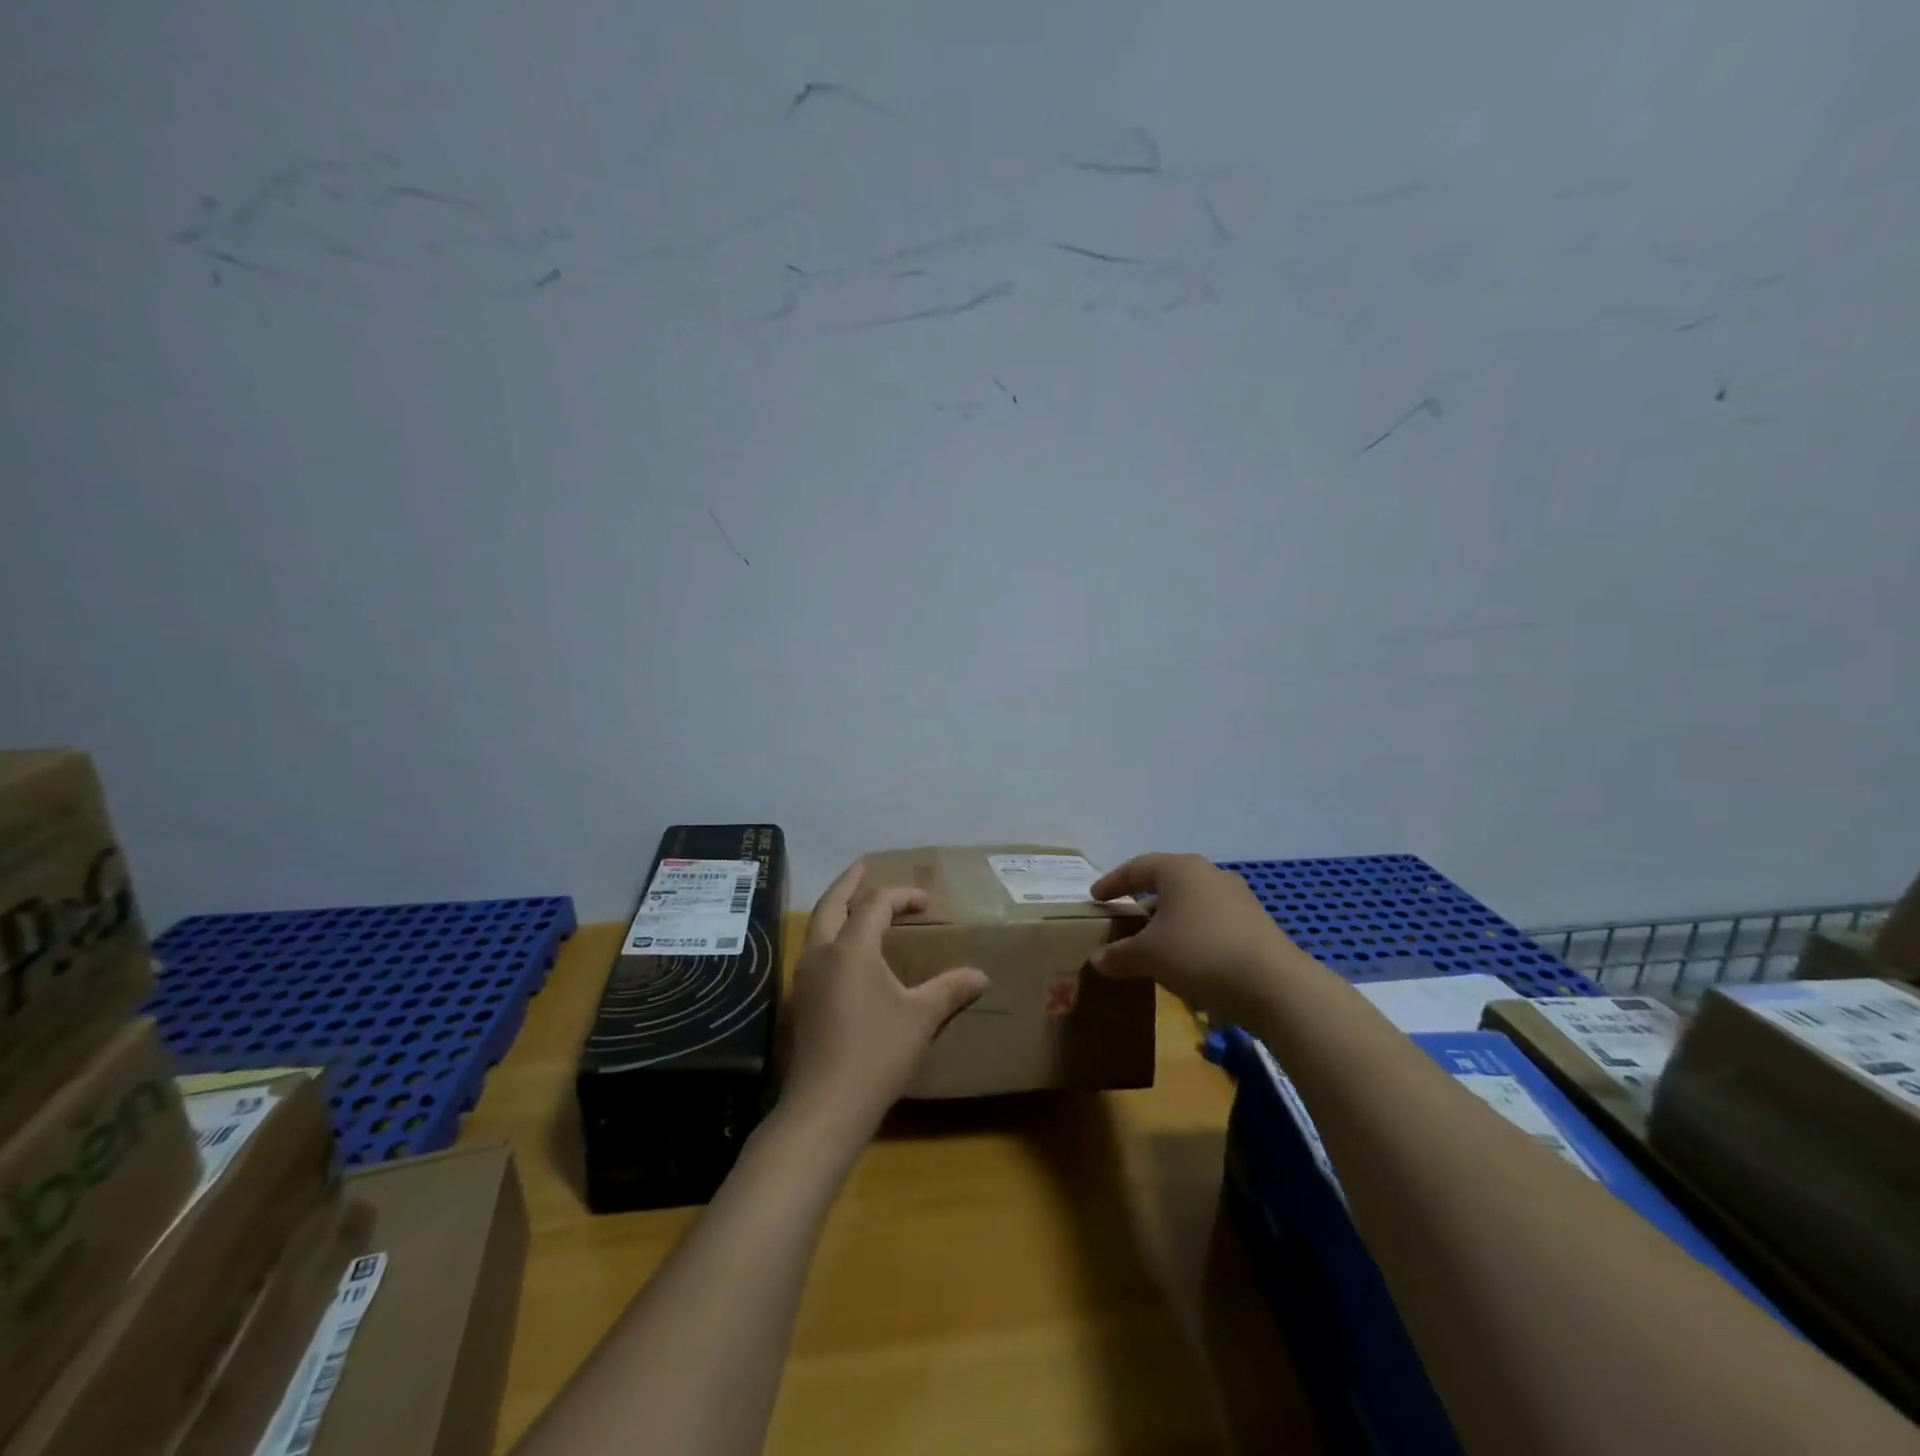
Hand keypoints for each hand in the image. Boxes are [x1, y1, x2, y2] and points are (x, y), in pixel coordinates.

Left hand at [781, 861, 987, 1138]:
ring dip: (835, 908)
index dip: (902, 896)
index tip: (926, 902)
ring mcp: (806, 977)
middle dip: (849, 882)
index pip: (876, 904)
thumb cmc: (876, 1053)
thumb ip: (950, 989)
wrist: (825, 1106)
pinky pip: (815, 951)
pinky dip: (830, 935)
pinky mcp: (802, 1000)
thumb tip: (981, 975)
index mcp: (852, 948)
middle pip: (831, 903)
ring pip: (817, 927)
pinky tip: (846, 952)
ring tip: (854, 902)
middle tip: (864, 866)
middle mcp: (822, 953)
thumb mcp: (921, 1017)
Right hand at [1090, 853, 1303, 1024]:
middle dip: (1143, 901)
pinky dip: (1193, 935)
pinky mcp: (1256, 925)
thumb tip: (1098, 960)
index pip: (1137, 868)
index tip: (1096, 898)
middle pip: (1167, 882)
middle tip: (1124, 918)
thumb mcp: (1149, 956)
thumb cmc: (1199, 953)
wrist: (1274, 985)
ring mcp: (1238, 898)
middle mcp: (1210, 874)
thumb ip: (1120, 955)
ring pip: (1192, 904)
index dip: (1113, 882)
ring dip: (1170, 921)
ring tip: (1154, 944)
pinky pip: (1212, 923)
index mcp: (1180, 869)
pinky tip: (1187, 961)